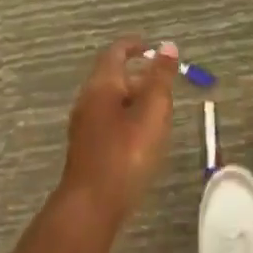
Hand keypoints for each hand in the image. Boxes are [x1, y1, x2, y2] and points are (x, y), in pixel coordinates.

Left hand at [58, 39, 178, 233]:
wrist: (92, 206)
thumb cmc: (126, 153)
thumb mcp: (152, 111)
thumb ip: (161, 78)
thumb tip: (167, 46)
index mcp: (102, 85)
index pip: (116, 52)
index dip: (134, 45)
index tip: (152, 46)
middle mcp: (88, 99)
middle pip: (113, 76)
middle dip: (138, 74)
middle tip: (165, 81)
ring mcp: (85, 126)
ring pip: (111, 100)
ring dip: (134, 97)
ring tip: (160, 108)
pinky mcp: (88, 148)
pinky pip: (109, 120)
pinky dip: (128, 117)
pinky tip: (143, 135)